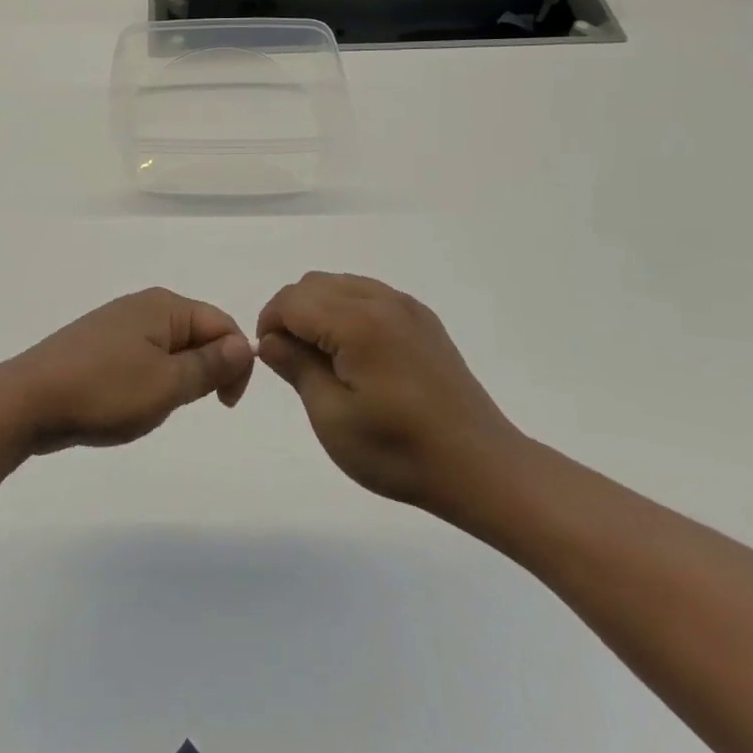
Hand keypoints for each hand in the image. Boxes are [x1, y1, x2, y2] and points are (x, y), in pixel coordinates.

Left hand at [0, 288, 253, 453]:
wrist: (27, 400)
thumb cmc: (104, 391)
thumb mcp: (167, 384)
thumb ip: (210, 364)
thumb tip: (245, 344)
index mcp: (164, 306)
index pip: (223, 325)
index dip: (236, 364)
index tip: (225, 405)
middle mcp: (142, 305)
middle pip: (197, 333)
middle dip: (204, 371)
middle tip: (182, 406)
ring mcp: (115, 323)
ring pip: (168, 348)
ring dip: (175, 378)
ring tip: (150, 407)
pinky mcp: (96, 343)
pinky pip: (141, 356)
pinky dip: (148, 379)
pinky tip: (127, 402)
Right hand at [257, 272, 525, 518]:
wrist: (482, 468)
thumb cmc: (400, 451)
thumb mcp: (332, 418)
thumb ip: (296, 367)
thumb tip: (271, 339)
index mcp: (357, 322)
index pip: (291, 300)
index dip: (269, 324)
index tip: (272, 360)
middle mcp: (381, 300)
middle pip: (313, 284)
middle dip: (291, 314)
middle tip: (294, 361)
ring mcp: (406, 307)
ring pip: (340, 285)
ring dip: (319, 310)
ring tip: (324, 359)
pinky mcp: (422, 320)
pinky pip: (369, 295)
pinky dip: (347, 311)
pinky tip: (356, 355)